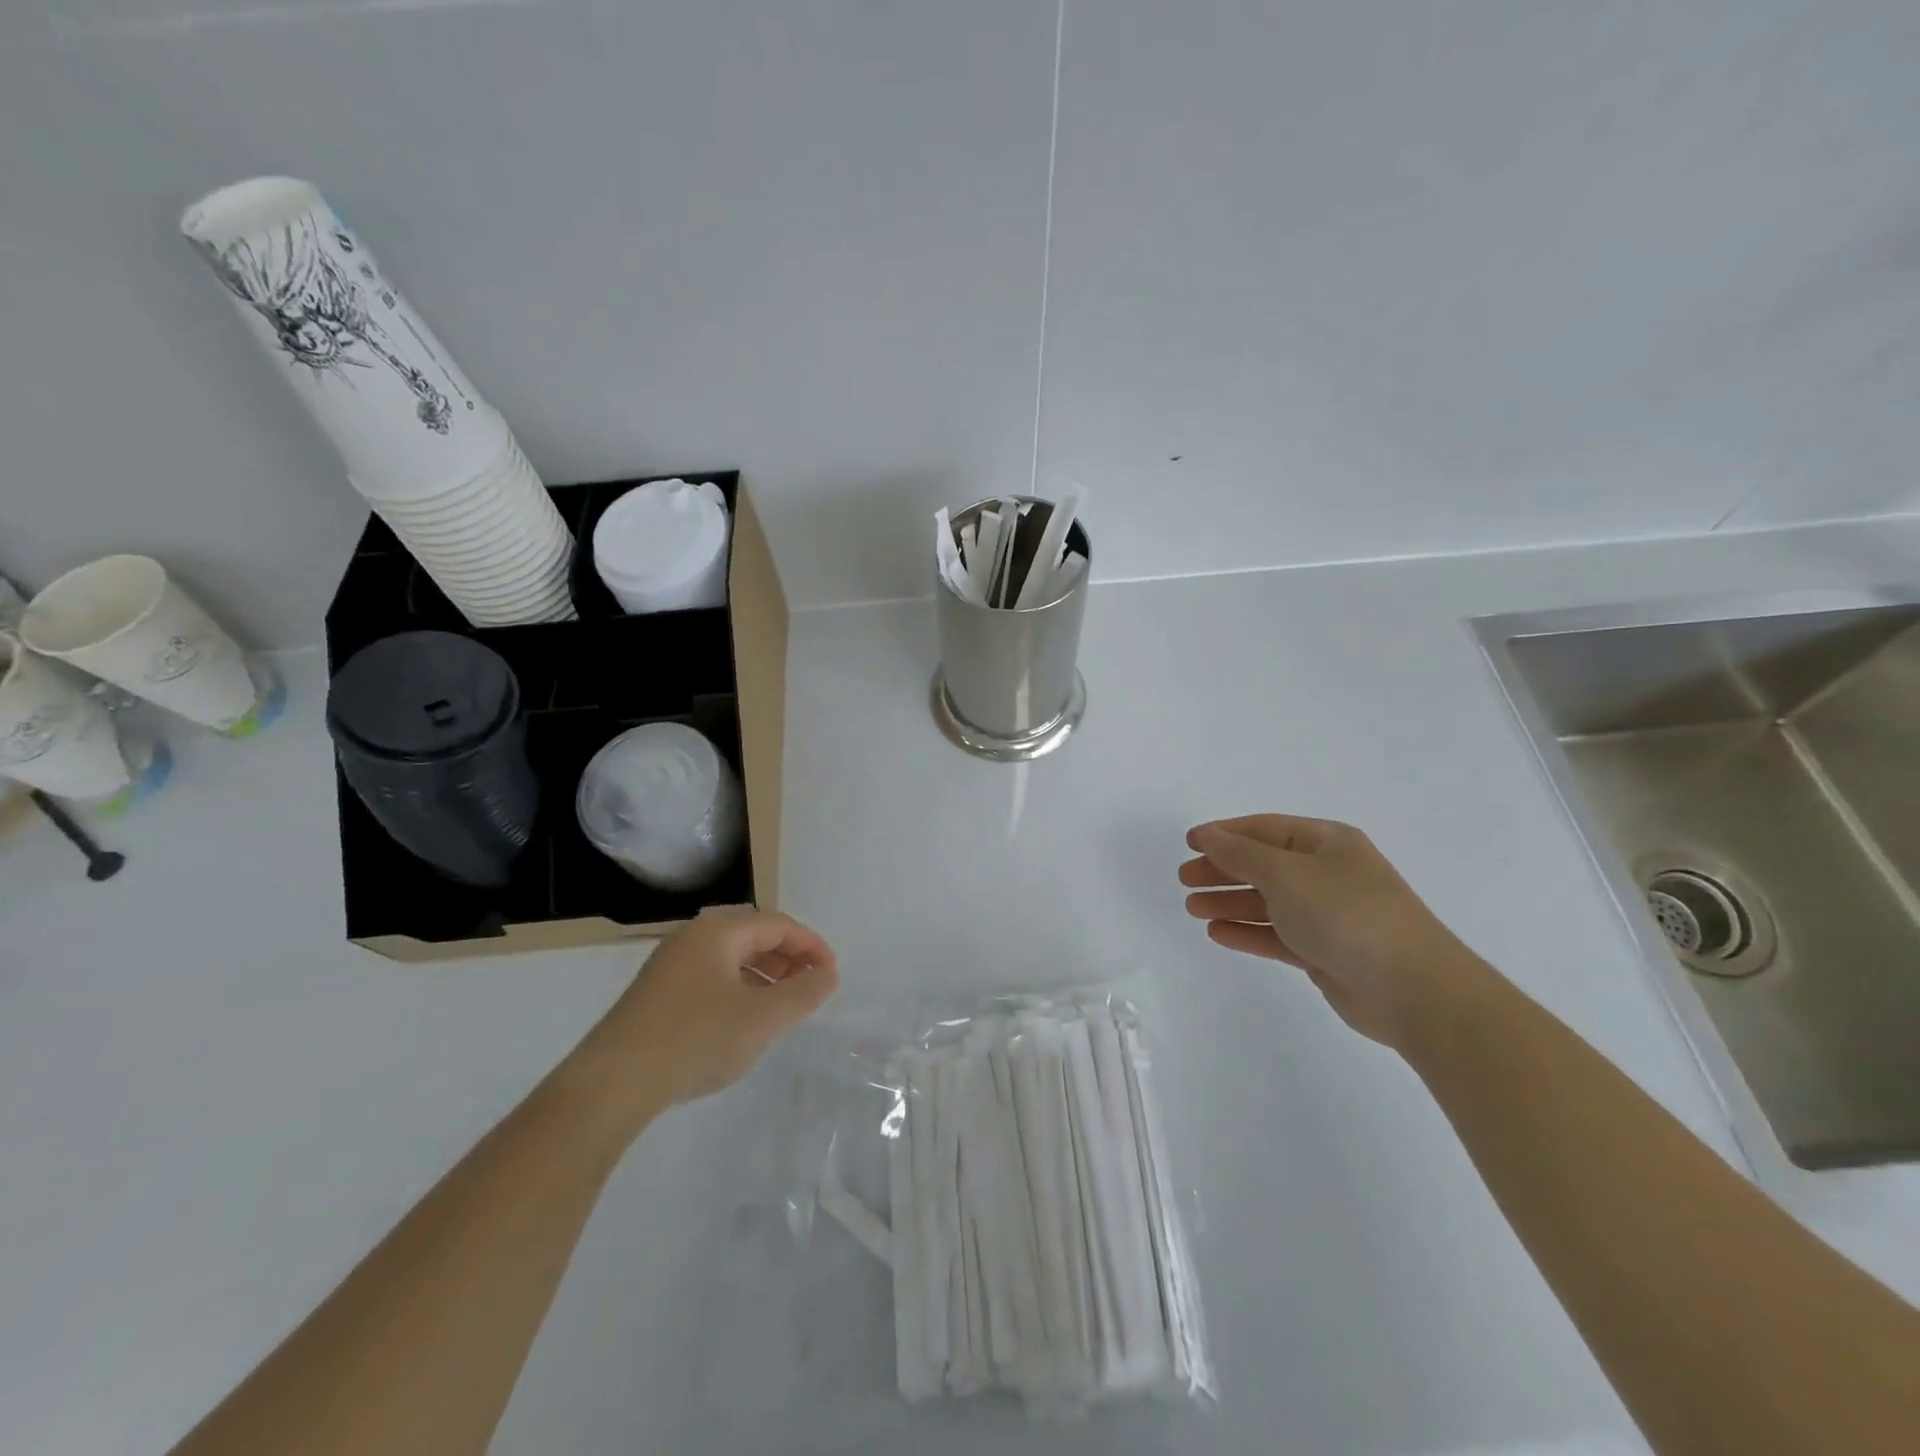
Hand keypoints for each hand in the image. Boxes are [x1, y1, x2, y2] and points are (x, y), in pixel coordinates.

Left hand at [576, 910, 839, 1117]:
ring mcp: (669, 965)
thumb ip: (803, 993)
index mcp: (718, 931)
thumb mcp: (762, 1018)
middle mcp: (692, 937)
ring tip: (783, 1007)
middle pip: (753, 937)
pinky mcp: (655, 994)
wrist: (612, 1084)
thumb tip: (828, 974)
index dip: (811, 946)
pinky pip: (710, 978)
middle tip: (811, 988)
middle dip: (788, 959)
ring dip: (764, 976)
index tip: (832, 974)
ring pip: (730, 959)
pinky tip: (743, 1022)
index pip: (778, 925)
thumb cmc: (696, 1039)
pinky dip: (738, 990)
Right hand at [1179, 814, 1481, 1048]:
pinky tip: (1218, 934)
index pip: (1265, 829)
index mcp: (1327, 843)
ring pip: (1268, 902)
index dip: (1225, 833)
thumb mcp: (1286, 873)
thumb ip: (1240, 854)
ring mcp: (1328, 914)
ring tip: (1192, 908)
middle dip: (1223, 870)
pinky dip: (1248, 932)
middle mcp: (1328, 873)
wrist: (1412, 989)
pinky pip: (1277, 935)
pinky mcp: (1325, 951)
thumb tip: (1208, 835)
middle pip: (1264, 865)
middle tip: (1185, 879)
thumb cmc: (1346, 914)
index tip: (1189, 843)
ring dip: (1230, 903)